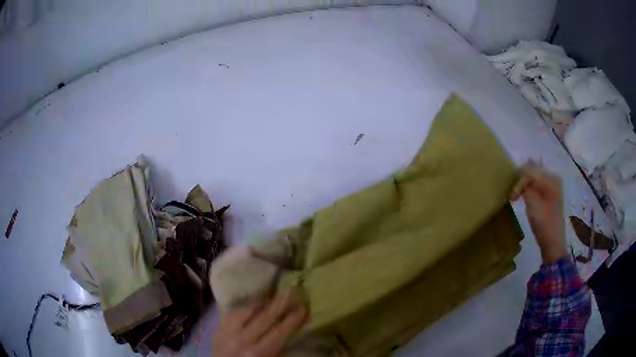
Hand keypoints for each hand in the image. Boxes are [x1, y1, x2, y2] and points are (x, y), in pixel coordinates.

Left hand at [213, 293, 307, 356]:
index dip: (292, 319)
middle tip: (292, 291)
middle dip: (280, 304)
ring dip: (261, 300)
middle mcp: (242, 340)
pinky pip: (231, 313)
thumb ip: (279, 349)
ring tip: (273, 292)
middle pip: (264, 317)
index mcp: (258, 352)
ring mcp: (227, 333)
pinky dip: (244, 306)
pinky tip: (252, 302)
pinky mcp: (217, 330)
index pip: (279, 331)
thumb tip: (292, 331)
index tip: (304, 308)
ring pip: (246, 311)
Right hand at [510, 160, 566, 263]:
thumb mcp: (532, 204)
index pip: (530, 171)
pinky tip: (524, 194)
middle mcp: (553, 177)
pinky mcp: (551, 194)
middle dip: (521, 180)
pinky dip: (529, 188)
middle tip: (512, 194)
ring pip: (534, 177)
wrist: (553, 242)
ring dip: (524, 184)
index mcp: (551, 178)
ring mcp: (553, 186)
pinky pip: (538, 184)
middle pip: (533, 171)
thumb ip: (525, 187)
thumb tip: (519, 176)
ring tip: (516, 195)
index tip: (511, 197)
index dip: (519, 182)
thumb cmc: (543, 224)